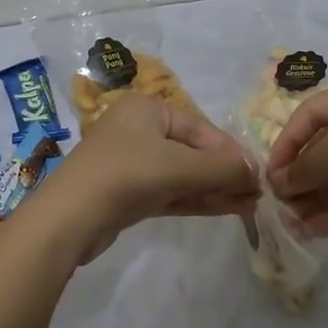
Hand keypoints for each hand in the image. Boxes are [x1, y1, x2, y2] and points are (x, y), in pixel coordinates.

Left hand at [54, 94, 259, 259]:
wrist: (68, 219)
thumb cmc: (126, 175)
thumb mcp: (179, 167)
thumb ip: (221, 168)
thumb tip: (256, 172)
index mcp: (148, 108)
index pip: (201, 128)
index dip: (231, 152)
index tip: (258, 174)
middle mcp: (140, 129)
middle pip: (193, 150)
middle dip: (225, 173)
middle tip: (257, 193)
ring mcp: (133, 162)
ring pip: (183, 174)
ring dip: (215, 188)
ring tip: (250, 205)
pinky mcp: (129, 193)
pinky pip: (171, 191)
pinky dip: (197, 199)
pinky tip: (227, 209)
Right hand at [267, 74, 327, 235]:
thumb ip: (313, 161)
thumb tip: (282, 181)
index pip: (310, 114)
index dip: (287, 142)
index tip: (271, 176)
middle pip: (325, 146)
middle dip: (302, 175)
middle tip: (280, 206)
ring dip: (318, 197)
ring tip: (294, 224)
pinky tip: (318, 230)